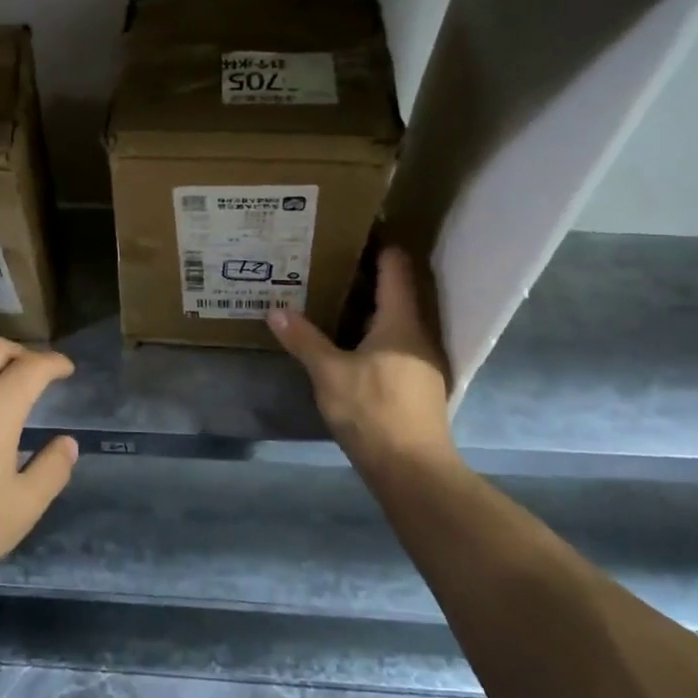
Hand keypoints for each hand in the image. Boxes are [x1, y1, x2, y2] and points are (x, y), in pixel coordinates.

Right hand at [267, 248, 457, 472]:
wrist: (412, 469)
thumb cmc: (373, 411)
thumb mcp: (329, 373)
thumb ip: (303, 339)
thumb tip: (275, 310)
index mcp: (401, 320)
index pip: (396, 266)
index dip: (378, 243)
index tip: (350, 228)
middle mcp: (418, 332)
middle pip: (397, 289)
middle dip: (365, 272)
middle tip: (327, 258)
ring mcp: (421, 358)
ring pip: (394, 317)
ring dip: (367, 303)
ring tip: (330, 292)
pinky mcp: (416, 380)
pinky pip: (394, 339)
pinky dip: (371, 329)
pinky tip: (345, 336)